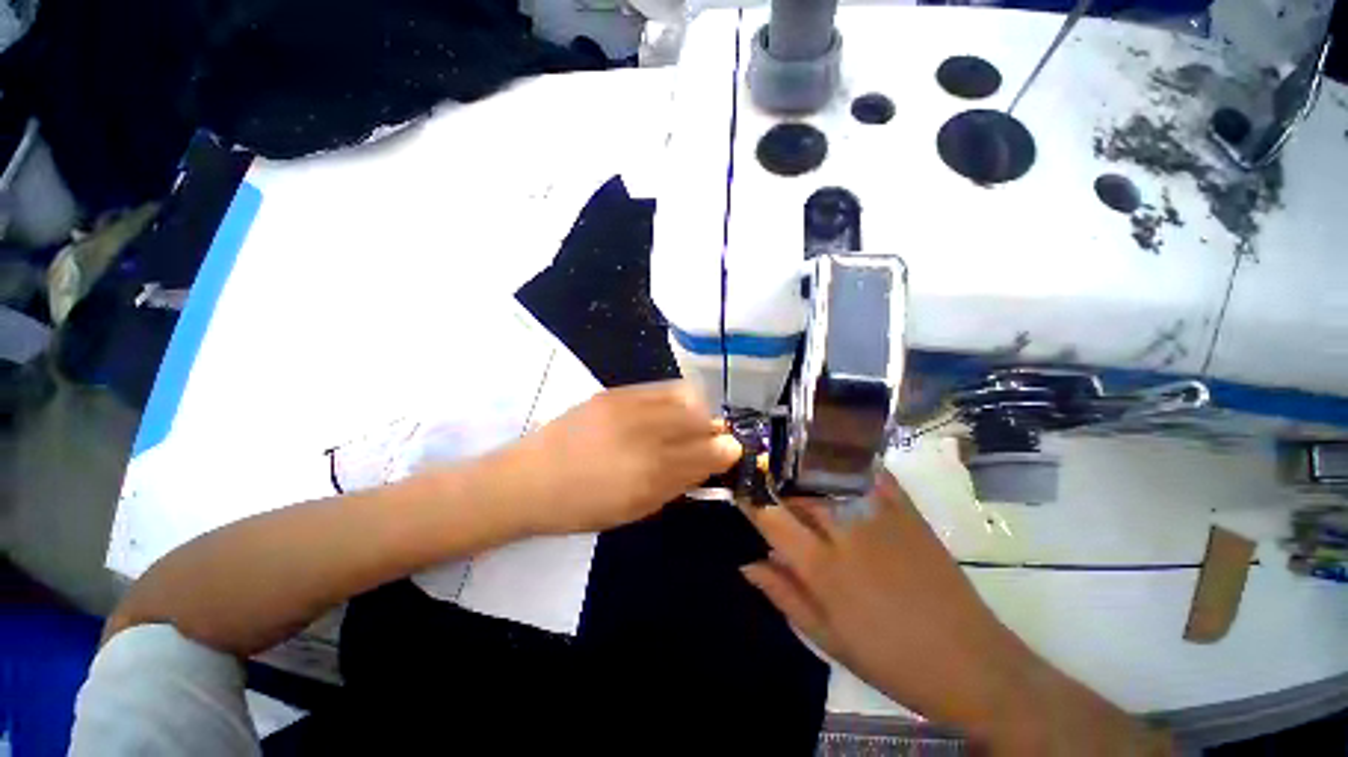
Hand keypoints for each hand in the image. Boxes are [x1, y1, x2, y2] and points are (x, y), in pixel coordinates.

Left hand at [500, 380, 741, 534]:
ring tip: (693, 422)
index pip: (705, 454)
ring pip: (684, 398)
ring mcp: (628, 407)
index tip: (733, 451)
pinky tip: (671, 408)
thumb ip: (677, 485)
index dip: (726, 451)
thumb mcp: (635, 509)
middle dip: (715, 428)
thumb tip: (710, 464)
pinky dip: (676, 397)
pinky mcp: (614, 392)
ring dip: (698, 409)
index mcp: (650, 475)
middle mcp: (644, 436)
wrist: (529, 480)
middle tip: (715, 437)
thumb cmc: (582, 507)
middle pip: (699, 421)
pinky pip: (660, 388)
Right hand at [740, 471, 1171, 754]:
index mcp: (823, 568)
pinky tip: (833, 454)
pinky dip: (848, 460)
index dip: (749, 498)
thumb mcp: (828, 638)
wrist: (972, 662)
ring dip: (802, 465)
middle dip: (772, 476)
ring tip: (786, 459)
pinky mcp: (906, 511)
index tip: (738, 486)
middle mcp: (846, 532)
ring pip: (827, 475)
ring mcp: (879, 516)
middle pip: (797, 489)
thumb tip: (747, 562)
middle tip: (759, 469)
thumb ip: (784, 595)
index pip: (771, 517)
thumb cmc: (891, 659)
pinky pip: (870, 473)